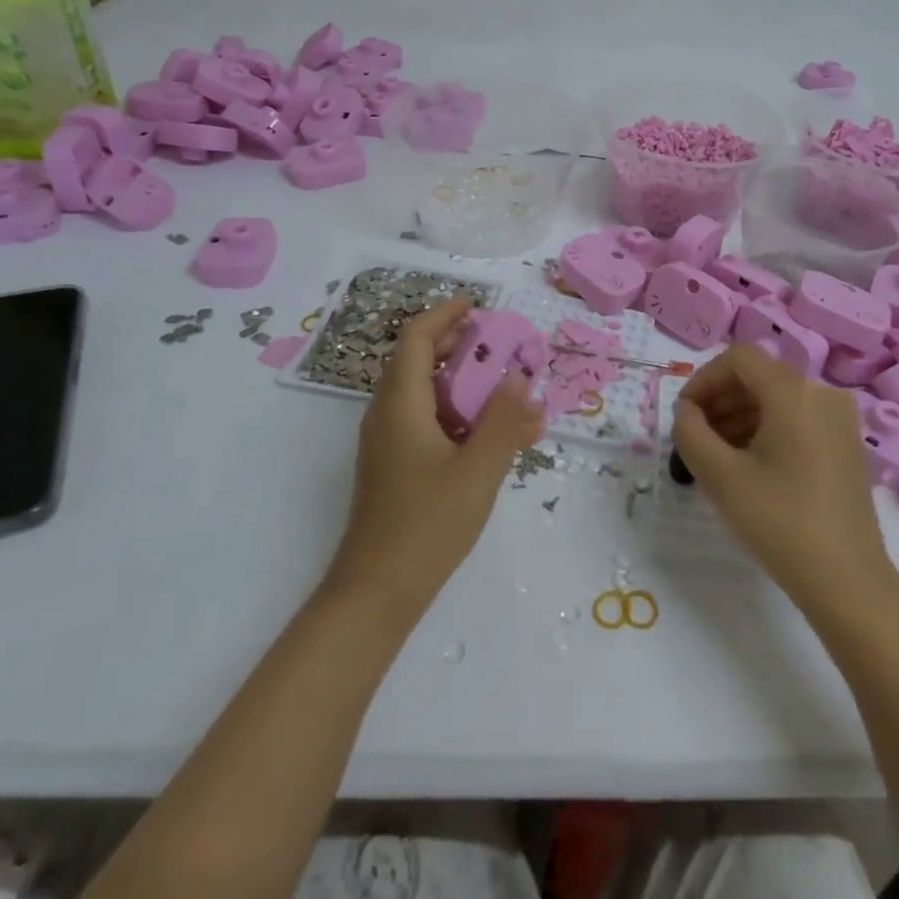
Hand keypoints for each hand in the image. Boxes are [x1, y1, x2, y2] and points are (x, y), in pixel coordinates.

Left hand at [325, 299, 545, 622]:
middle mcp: (387, 415)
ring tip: (505, 390)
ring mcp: (388, 442)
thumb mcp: (477, 471)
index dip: (444, 315)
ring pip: (424, 394)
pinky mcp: (394, 466)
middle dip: (459, 347)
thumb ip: (504, 421)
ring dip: (462, 384)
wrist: (376, 592)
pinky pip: (426, 422)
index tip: (477, 306)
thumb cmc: (426, 526)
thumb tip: (521, 379)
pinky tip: (491, 436)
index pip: (416, 339)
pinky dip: (457, 415)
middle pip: (418, 361)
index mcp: (400, 405)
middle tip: (500, 347)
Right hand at [674, 346, 898, 618]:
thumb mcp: (720, 477)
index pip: (738, 358)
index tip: (684, 416)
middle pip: (759, 376)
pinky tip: (748, 464)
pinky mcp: (846, 443)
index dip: (703, 380)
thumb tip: (686, 412)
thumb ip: (690, 432)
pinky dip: (766, 429)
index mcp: (794, 391)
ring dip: (740, 415)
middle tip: (694, 437)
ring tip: (716, 455)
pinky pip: (797, 417)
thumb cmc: (780, 523)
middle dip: (719, 399)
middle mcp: (822, 393)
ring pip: (777, 398)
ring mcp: (840, 418)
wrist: (848, 582)